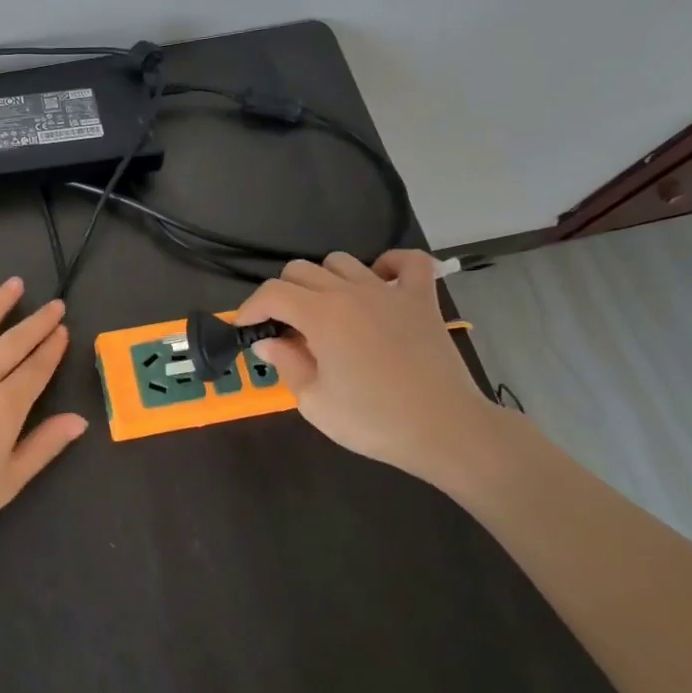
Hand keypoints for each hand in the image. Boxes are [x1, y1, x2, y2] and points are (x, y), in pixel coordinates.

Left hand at [0, 276, 88, 546]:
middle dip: (37, 322)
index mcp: (6, 406)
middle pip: (14, 342)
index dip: (53, 348)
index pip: (38, 368)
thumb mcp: (9, 481)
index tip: (63, 329)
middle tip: (54, 304)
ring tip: (13, 284)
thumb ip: (45, 445)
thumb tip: (80, 419)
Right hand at [237, 250, 504, 485]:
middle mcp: (351, 292)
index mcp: (321, 315)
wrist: (445, 431)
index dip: (251, 307)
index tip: (246, 328)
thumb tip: (268, 340)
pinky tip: (379, 283)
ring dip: (324, 281)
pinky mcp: (422, 299)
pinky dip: (389, 264)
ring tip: (327, 312)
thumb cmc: (374, 421)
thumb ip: (287, 364)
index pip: (272, 293)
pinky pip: (407, 261)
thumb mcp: (315, 402)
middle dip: (282, 295)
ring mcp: (389, 291)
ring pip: (342, 261)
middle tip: (286, 328)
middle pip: (301, 270)